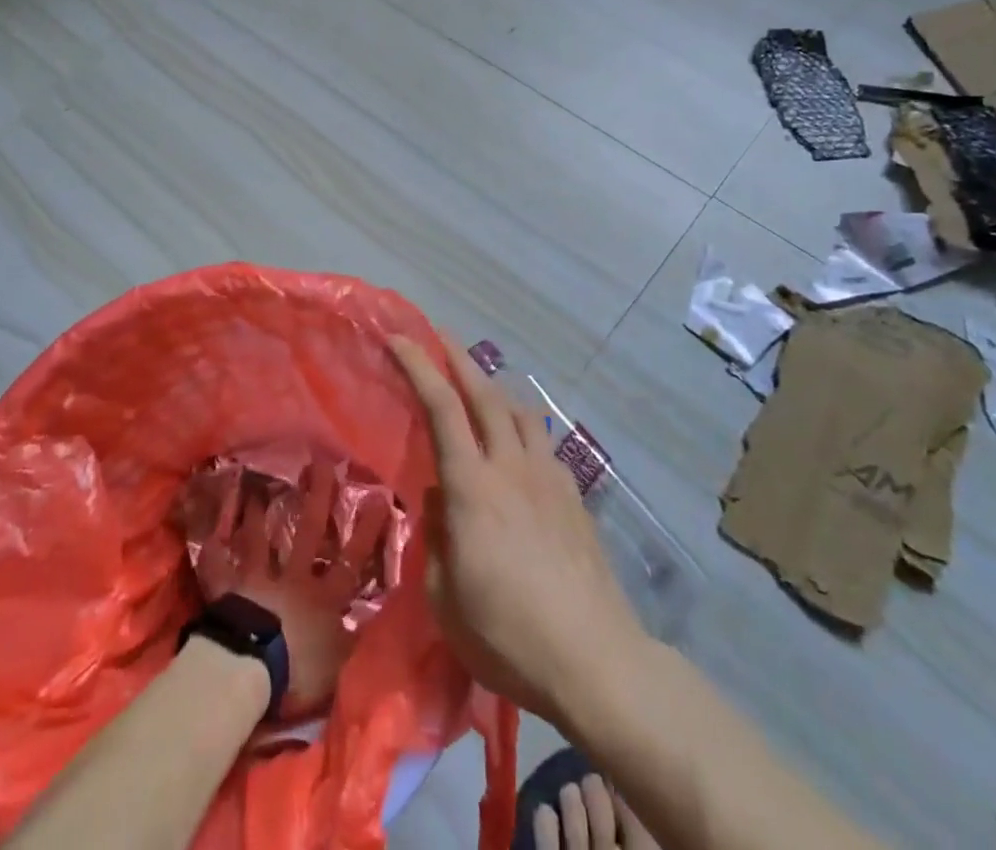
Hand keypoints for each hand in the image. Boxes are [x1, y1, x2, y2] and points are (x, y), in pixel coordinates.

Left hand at [192, 459, 386, 717]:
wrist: (247, 670)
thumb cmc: (297, 672)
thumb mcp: (337, 667)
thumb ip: (351, 640)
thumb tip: (371, 618)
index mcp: (323, 598)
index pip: (351, 559)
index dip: (366, 531)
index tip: (378, 497)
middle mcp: (293, 579)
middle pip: (308, 532)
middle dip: (317, 497)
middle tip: (320, 463)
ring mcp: (258, 581)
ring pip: (261, 540)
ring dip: (260, 513)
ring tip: (260, 486)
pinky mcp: (228, 591)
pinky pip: (219, 567)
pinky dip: (214, 551)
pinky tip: (209, 534)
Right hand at [390, 334, 642, 724]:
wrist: (596, 659)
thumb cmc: (509, 635)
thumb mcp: (446, 599)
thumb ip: (435, 538)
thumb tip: (438, 498)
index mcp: (473, 487)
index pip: (442, 408)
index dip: (419, 366)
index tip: (399, 339)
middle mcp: (511, 466)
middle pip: (485, 392)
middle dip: (458, 356)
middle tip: (438, 335)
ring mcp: (549, 477)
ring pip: (519, 410)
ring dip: (493, 387)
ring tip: (478, 386)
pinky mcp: (574, 495)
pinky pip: (542, 443)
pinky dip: (521, 428)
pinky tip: (518, 448)